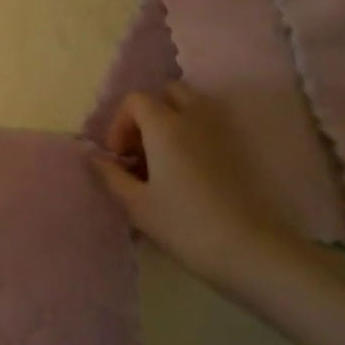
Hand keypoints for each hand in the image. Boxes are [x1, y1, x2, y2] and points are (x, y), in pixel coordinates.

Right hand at [90, 83, 301, 287]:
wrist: (252, 251)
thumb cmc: (186, 225)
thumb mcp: (138, 205)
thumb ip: (110, 176)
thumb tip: (92, 157)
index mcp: (164, 126)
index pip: (135, 101)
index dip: (120, 124)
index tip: (119, 157)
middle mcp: (193, 118)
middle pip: (168, 93)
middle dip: (150, 113)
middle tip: (142, 149)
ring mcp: (221, 133)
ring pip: (194, 106)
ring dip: (175, 120)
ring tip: (165, 157)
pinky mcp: (240, 151)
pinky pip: (211, 126)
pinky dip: (196, 134)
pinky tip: (190, 170)